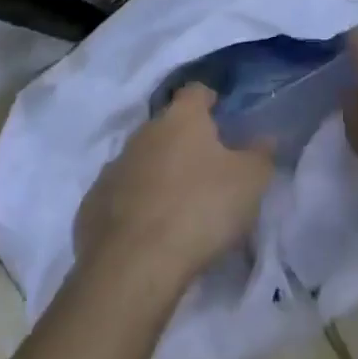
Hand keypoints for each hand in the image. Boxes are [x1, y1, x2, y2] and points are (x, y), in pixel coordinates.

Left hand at [74, 85, 273, 299]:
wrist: (132, 267)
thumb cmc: (200, 209)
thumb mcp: (249, 182)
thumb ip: (261, 155)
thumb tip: (265, 138)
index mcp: (181, 118)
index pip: (196, 91)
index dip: (210, 100)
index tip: (221, 114)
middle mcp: (143, 132)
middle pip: (167, 126)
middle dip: (184, 140)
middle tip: (205, 167)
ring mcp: (113, 167)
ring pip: (141, 160)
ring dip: (157, 172)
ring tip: (177, 203)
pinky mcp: (92, 204)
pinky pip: (120, 195)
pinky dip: (134, 204)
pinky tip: (148, 230)